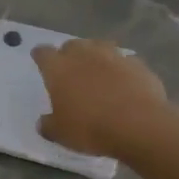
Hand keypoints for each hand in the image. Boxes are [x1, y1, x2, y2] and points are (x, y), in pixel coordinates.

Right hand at [32, 40, 168, 158]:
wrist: (139, 126)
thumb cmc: (91, 128)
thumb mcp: (61, 134)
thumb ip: (48, 125)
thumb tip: (43, 122)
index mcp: (59, 68)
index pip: (43, 53)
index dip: (40, 57)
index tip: (39, 60)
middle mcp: (84, 54)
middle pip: (72, 45)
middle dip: (69, 54)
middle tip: (71, 71)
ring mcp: (113, 56)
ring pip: (100, 46)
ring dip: (96, 56)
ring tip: (98, 72)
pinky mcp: (138, 64)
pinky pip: (126, 61)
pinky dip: (122, 69)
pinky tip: (125, 83)